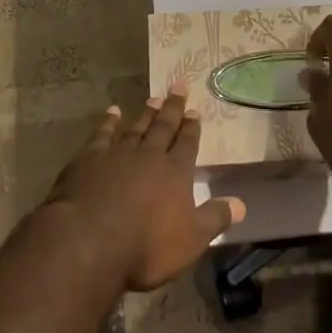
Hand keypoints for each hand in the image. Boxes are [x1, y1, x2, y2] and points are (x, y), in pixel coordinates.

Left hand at [45, 89, 246, 291]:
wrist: (89, 240)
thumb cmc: (146, 246)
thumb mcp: (191, 240)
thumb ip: (215, 218)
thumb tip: (241, 204)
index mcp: (175, 173)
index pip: (187, 144)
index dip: (192, 128)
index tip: (195, 111)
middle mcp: (149, 156)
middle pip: (164, 127)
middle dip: (173, 108)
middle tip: (178, 86)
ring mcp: (118, 154)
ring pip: (136, 127)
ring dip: (146, 113)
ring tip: (154, 97)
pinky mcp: (89, 158)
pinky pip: (102, 134)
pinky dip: (108, 122)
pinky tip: (113, 112)